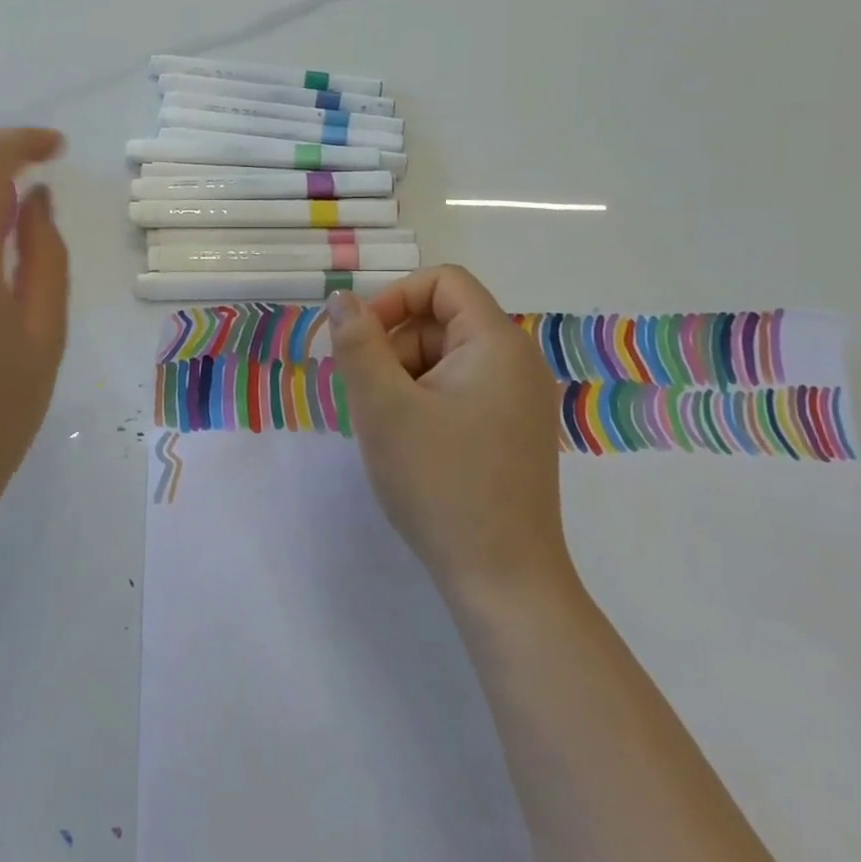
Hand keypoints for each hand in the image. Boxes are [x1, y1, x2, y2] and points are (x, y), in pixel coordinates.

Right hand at [327, 268, 573, 605]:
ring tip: (387, 428)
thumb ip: (358, 343)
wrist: (501, 578)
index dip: (393, 299)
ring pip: (445, 359)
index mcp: (496, 344)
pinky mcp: (512, 431)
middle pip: (441, 321)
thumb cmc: (438, 482)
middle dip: (394, 347)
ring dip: (404, 378)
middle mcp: (517, 362)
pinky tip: (410, 444)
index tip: (359, 342)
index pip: (443, 282)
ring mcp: (519, 400)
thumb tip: (342, 299)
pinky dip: (424, 402)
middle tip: (367, 398)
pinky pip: (459, 390)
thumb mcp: (383, 407)